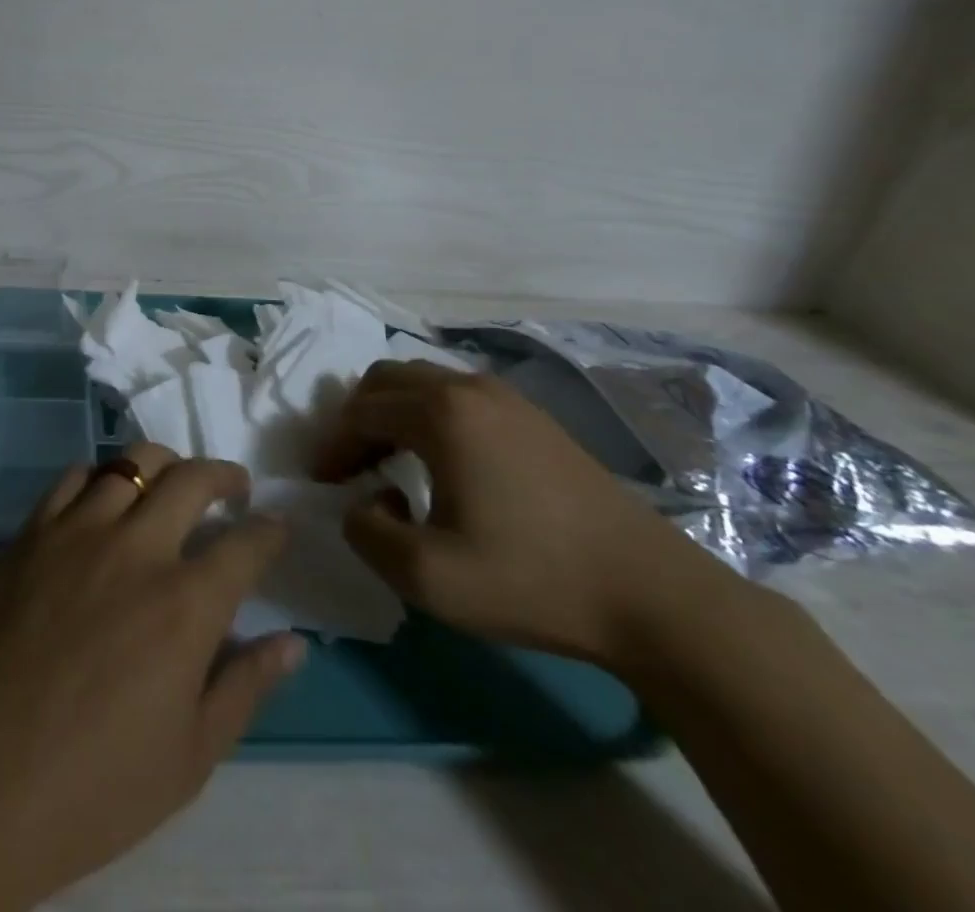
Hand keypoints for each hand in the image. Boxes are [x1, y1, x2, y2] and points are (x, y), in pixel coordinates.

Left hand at [0, 443, 302, 911]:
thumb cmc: (92, 787)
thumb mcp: (189, 758)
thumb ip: (245, 687)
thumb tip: (293, 641)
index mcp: (184, 605)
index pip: (245, 545)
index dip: (269, 531)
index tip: (276, 528)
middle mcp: (136, 549)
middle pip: (191, 479)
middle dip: (224, 475)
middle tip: (233, 487)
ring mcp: (78, 532)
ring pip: (132, 462)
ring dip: (164, 464)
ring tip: (171, 483)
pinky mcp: (32, 533)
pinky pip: (73, 477)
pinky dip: (100, 475)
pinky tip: (104, 497)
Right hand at [313, 359, 739, 668]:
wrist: (651, 595)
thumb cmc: (531, 579)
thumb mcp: (427, 576)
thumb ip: (367, 533)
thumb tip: (367, 502)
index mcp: (440, 413)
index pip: (360, 412)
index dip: (333, 446)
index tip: (323, 483)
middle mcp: (468, 387)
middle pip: (387, 379)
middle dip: (357, 417)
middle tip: (351, 465)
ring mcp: (507, 397)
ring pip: (424, 381)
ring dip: (393, 413)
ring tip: (390, 463)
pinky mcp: (535, 417)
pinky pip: (459, 396)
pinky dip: (429, 416)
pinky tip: (442, 463)